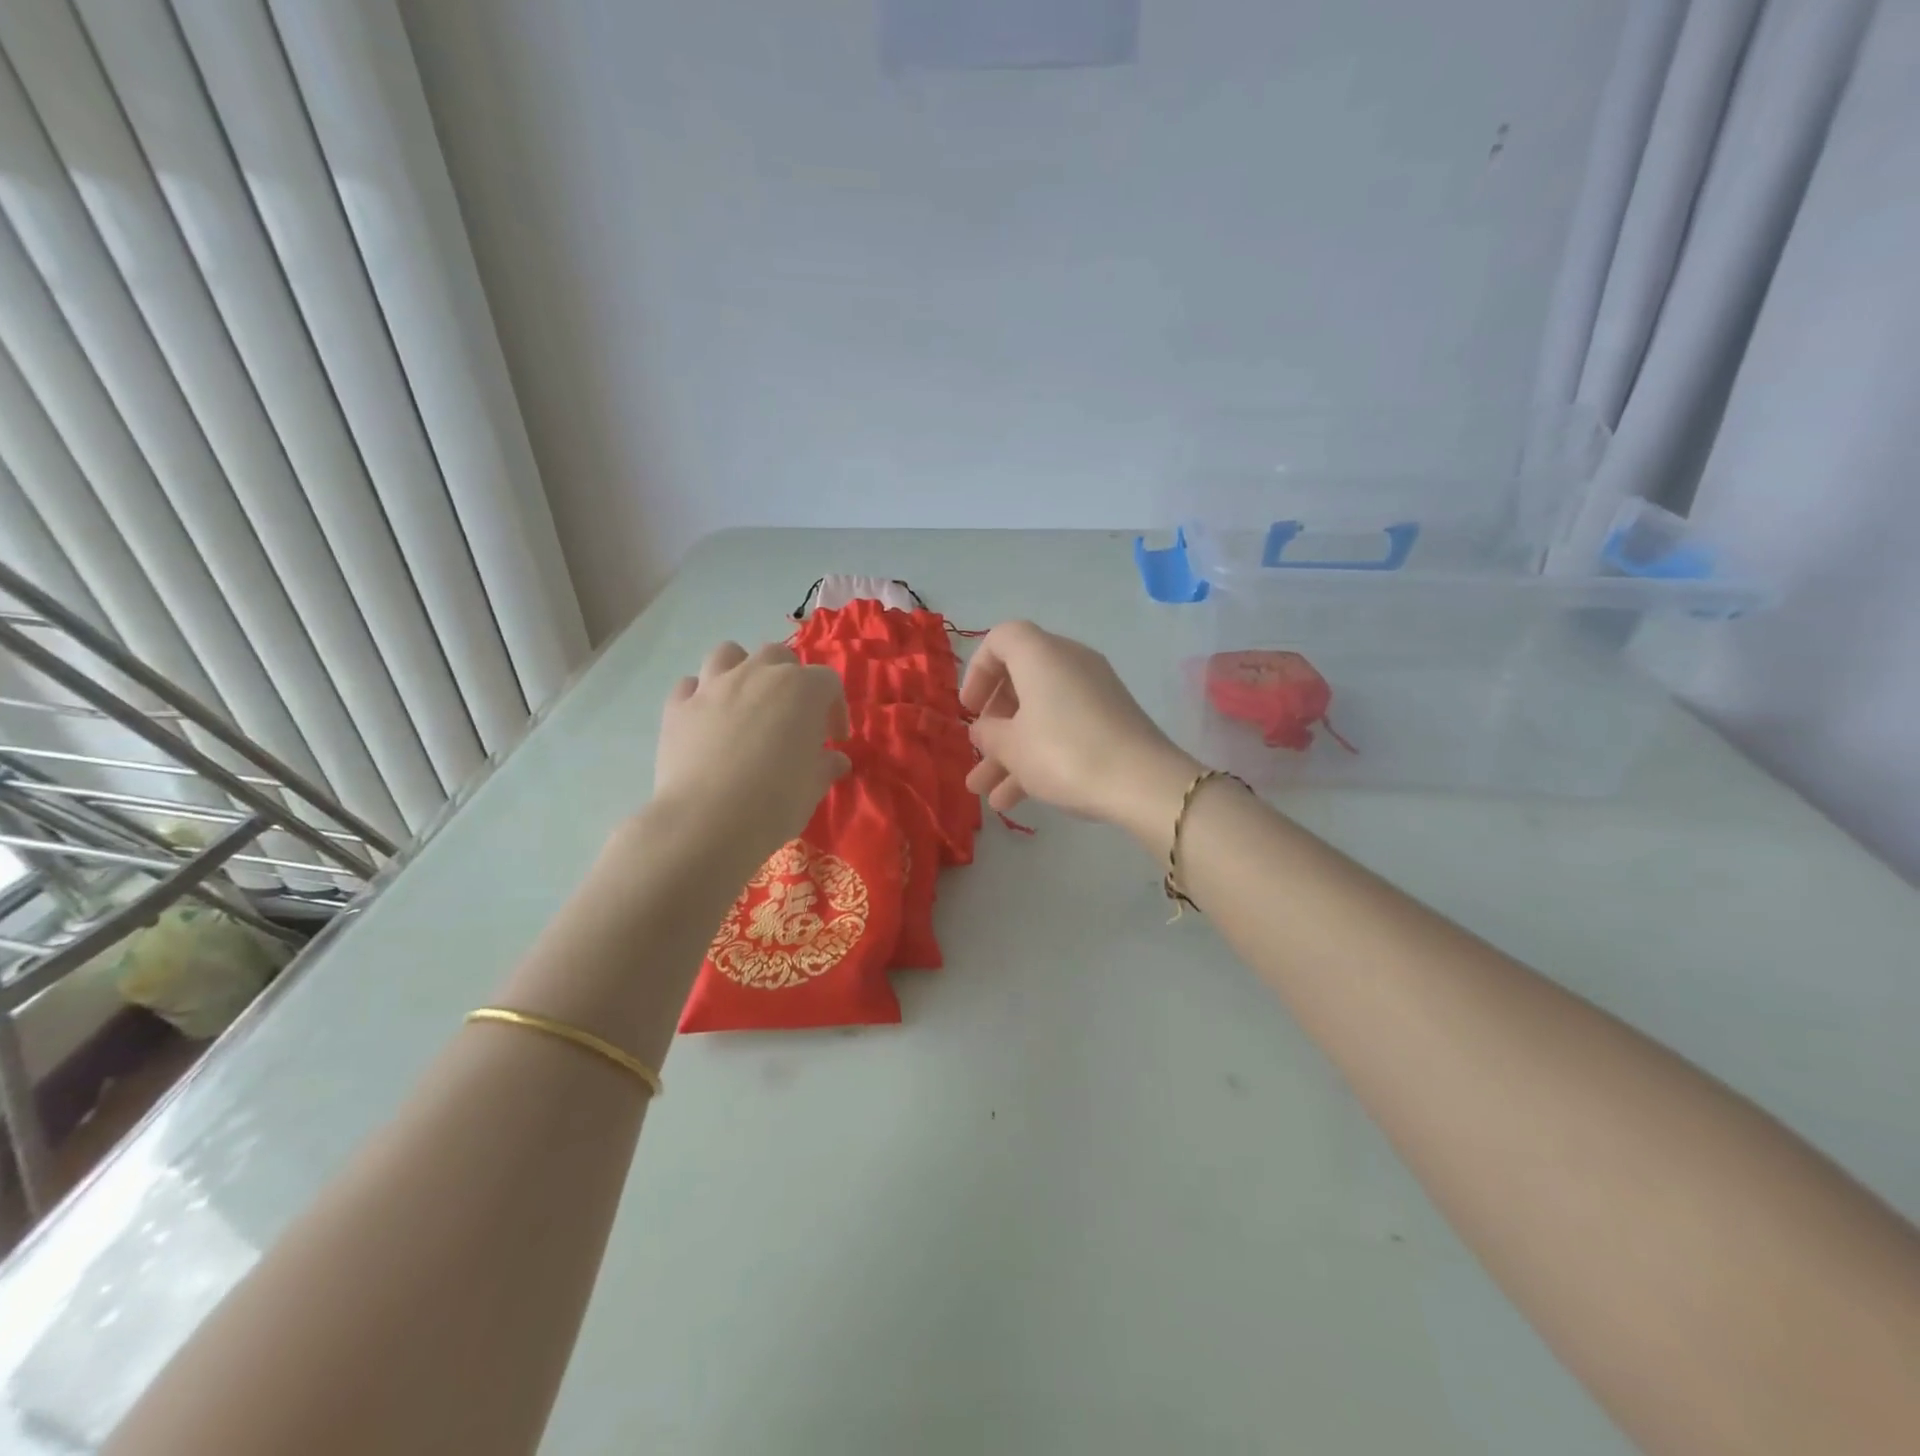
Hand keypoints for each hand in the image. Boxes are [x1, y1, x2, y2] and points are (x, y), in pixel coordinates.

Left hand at [652, 641, 850, 864]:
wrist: (707, 822)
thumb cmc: (776, 802)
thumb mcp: (813, 787)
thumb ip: (825, 766)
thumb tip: (835, 760)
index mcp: (801, 689)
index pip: (828, 683)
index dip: (835, 709)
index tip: (834, 740)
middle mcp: (757, 675)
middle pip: (778, 656)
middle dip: (789, 679)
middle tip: (791, 716)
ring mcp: (713, 686)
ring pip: (728, 654)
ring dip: (741, 670)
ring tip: (746, 702)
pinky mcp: (677, 707)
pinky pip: (690, 685)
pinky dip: (700, 695)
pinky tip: (706, 719)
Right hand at [960, 621, 1198, 843]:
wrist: (1142, 782)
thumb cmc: (1064, 753)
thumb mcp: (1012, 747)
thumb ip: (988, 734)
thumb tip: (984, 729)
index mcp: (1041, 655)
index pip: (1000, 640)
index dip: (977, 672)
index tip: (969, 709)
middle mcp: (1069, 662)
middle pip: (1020, 679)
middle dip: (993, 722)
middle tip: (980, 751)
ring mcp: (1094, 692)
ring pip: (1040, 713)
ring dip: (1011, 751)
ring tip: (985, 792)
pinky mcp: (1111, 720)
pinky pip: (1064, 728)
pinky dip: (1040, 755)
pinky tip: (1016, 800)